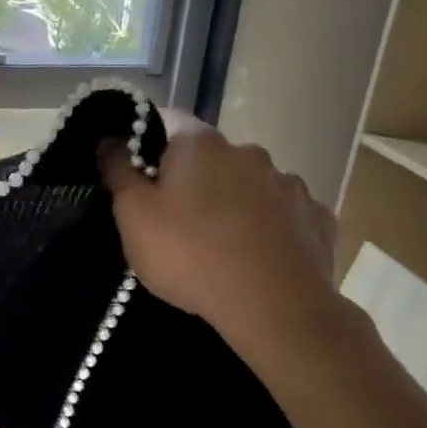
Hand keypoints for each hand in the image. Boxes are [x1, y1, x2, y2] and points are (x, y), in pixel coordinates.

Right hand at [100, 113, 343, 363]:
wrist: (273, 306)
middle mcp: (249, 152)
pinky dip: (266, 227)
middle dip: (191, 179)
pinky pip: (281, 215)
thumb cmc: (189, 254)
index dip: (146, 142)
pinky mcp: (316, 218)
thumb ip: (118, 171)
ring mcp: (289, 184)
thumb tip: (110, 140)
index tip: (135, 173)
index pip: (167, 120)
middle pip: (209, 156)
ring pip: (248, 185)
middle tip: (172, 218)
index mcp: (200, 144)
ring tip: (218, 243)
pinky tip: (255, 256)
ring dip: (231, 202)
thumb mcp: (133, 215)